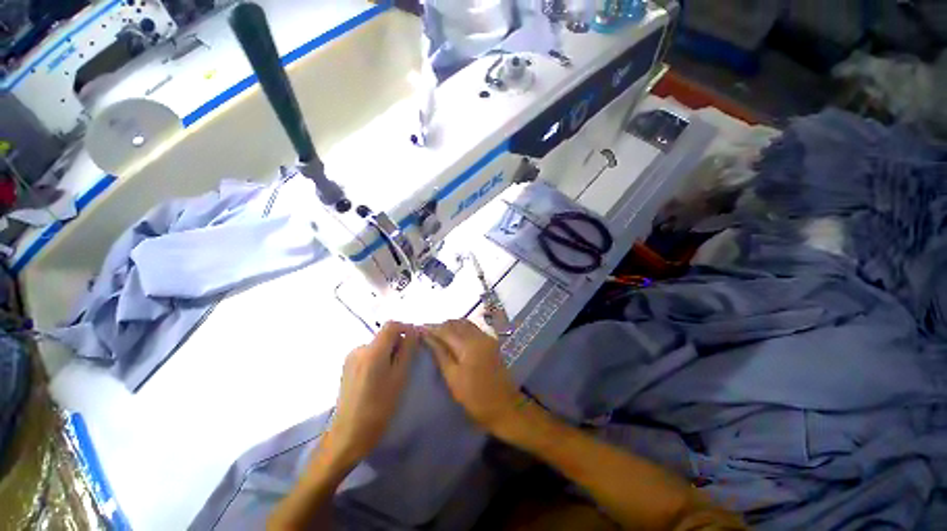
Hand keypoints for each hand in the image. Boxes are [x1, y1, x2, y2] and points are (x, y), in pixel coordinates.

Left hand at [325, 322, 419, 464]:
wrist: (349, 434)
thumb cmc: (379, 406)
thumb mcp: (400, 376)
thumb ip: (407, 350)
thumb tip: (413, 331)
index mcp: (372, 350)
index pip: (392, 325)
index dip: (406, 329)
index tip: (414, 343)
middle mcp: (359, 348)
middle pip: (384, 335)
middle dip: (398, 344)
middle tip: (405, 364)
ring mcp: (351, 357)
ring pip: (377, 345)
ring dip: (388, 352)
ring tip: (392, 374)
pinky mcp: (347, 366)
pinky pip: (368, 354)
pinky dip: (378, 359)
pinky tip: (379, 379)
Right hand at [423, 319, 522, 433]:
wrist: (504, 406)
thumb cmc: (475, 397)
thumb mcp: (453, 378)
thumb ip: (440, 354)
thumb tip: (427, 338)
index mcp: (468, 345)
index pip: (446, 330)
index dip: (431, 328)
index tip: (418, 328)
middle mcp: (479, 335)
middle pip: (456, 323)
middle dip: (440, 326)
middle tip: (427, 333)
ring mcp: (487, 337)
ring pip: (465, 323)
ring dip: (451, 326)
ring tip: (438, 334)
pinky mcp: (491, 342)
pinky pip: (473, 328)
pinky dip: (461, 329)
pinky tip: (454, 337)